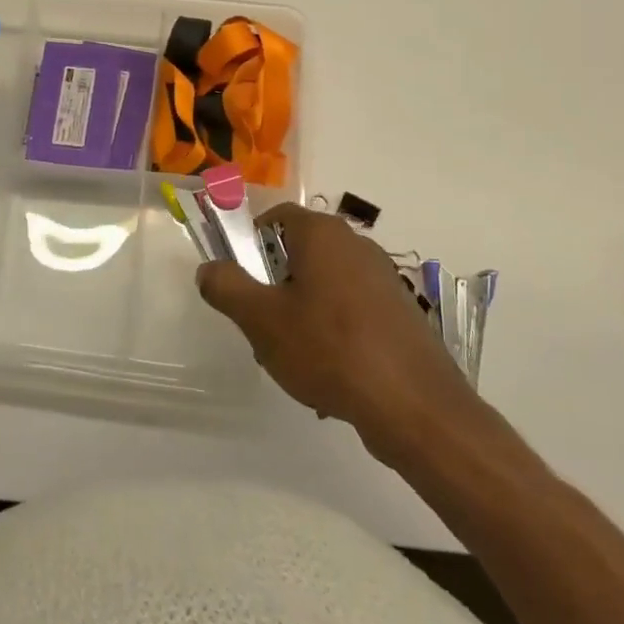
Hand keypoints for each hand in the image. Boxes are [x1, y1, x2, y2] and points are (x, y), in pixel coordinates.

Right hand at [198, 203, 477, 455]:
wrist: (414, 405)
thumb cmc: (329, 348)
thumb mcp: (261, 319)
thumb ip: (227, 287)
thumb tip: (208, 268)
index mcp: (322, 234)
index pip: (276, 217)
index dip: (250, 243)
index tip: (240, 281)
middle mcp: (356, 245)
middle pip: (299, 254)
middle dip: (274, 289)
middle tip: (261, 328)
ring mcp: (383, 279)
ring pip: (324, 288)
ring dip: (301, 316)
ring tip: (293, 361)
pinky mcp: (400, 313)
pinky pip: (352, 314)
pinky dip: (334, 335)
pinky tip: (329, 377)